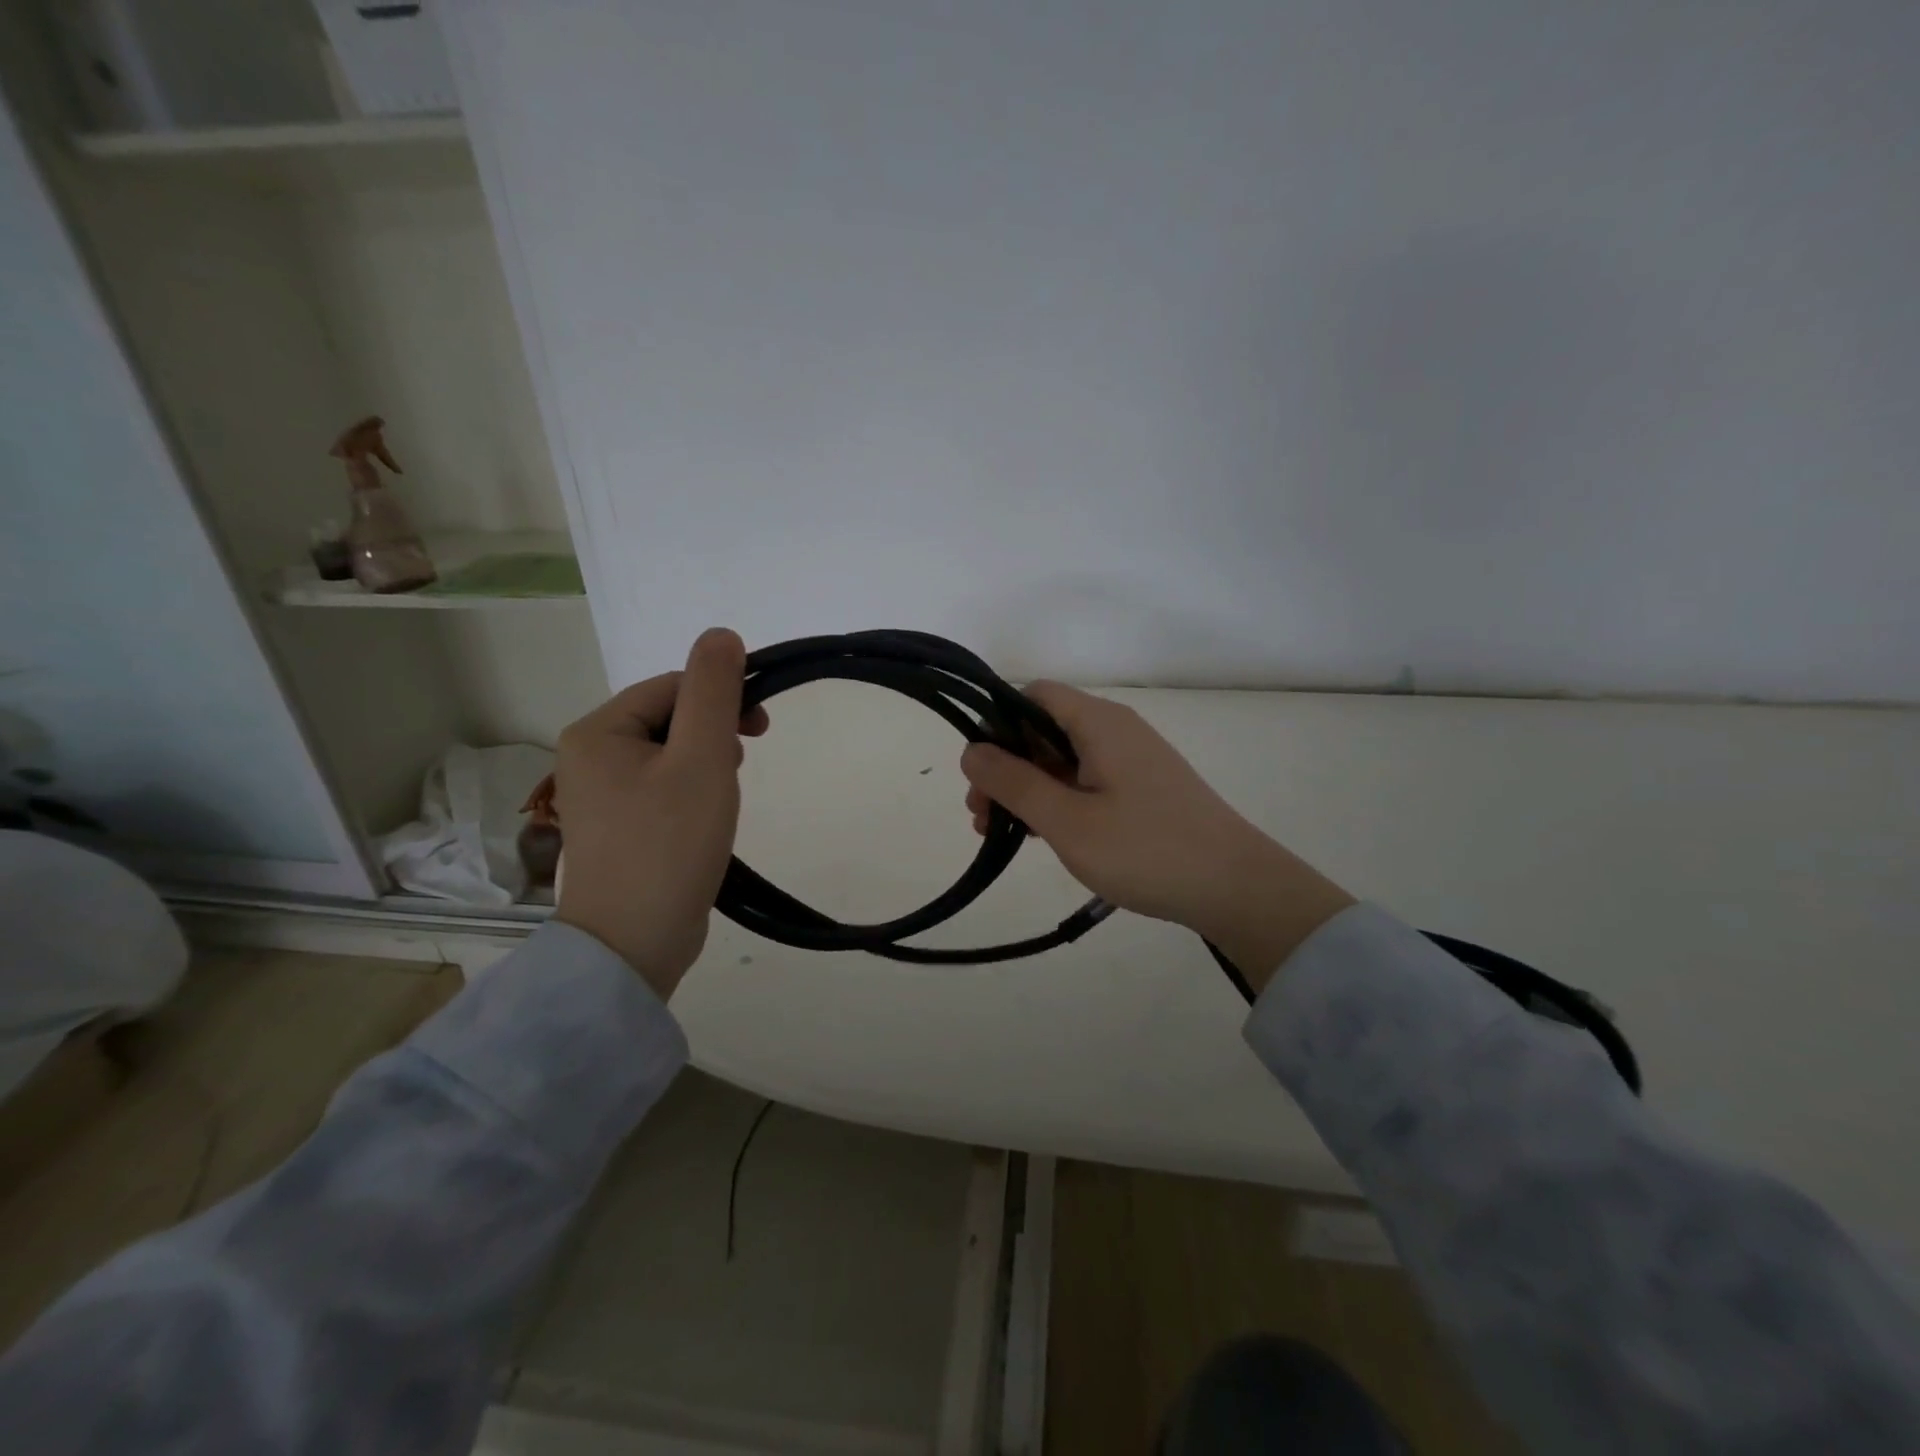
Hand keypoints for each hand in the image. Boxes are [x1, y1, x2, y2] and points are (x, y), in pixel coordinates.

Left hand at [553, 628, 767, 999]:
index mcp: (598, 731)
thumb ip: (713, 692)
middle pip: (669, 718)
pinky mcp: (618, 827)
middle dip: (714, 736)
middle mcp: (588, 755)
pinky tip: (706, 819)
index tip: (761, 730)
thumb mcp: (702, 759)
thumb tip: (721, 634)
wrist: (634, 944)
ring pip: (670, 754)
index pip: (672, 687)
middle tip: (740, 769)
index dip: (721, 699)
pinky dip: (692, 792)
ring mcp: (600, 795)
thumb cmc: (669, 844)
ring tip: (722, 800)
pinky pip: (662, 787)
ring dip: (707, 765)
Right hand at [961, 683, 1354, 990]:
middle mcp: (1116, 730)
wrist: (1235, 887)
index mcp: (1098, 723)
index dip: (998, 725)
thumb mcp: (1067, 820)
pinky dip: (1058, 800)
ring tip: (1004, 833)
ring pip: (1063, 758)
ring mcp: (1132, 759)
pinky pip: (1087, 780)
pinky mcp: (1143, 788)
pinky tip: (1044, 835)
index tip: (981, 773)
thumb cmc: (1145, 849)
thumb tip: (971, 750)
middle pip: (1045, 729)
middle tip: (982, 816)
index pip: (1032, 696)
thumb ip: (1013, 783)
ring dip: (1029, 788)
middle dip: (1007, 766)